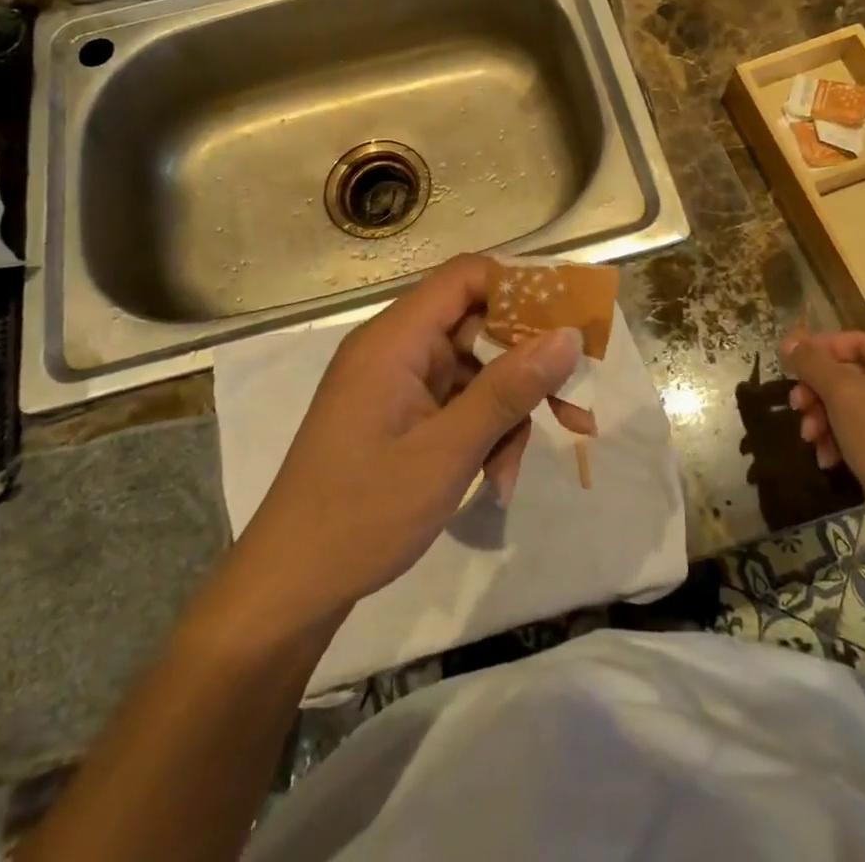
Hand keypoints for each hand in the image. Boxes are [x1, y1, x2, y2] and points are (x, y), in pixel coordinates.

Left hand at [230, 253, 584, 622]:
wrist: (291, 586)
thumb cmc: (363, 513)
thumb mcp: (447, 452)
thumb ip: (508, 389)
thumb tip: (568, 336)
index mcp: (394, 339)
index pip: (465, 277)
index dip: (520, 287)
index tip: (569, 318)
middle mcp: (394, 348)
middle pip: (476, 326)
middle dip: (526, 366)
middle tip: (573, 404)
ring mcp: (395, 383)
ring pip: (473, 370)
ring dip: (505, 411)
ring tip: (514, 469)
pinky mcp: (398, 414)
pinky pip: (455, 401)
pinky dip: (481, 430)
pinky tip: (494, 475)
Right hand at [779, 330, 864, 508]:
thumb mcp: (841, 392)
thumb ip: (812, 362)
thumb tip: (790, 341)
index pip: (853, 341)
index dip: (817, 350)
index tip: (789, 367)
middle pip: (852, 375)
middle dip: (818, 393)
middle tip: (797, 407)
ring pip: (856, 405)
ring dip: (825, 418)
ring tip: (810, 438)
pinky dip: (844, 439)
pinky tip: (828, 458)